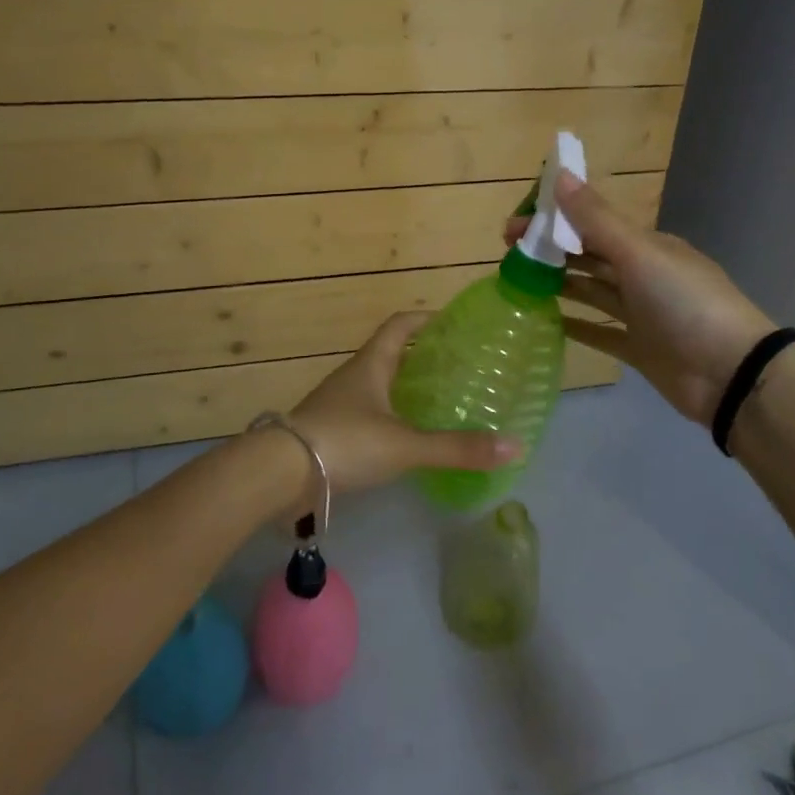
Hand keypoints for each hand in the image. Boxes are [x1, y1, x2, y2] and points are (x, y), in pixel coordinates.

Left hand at [261, 312, 519, 517]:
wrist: (278, 475)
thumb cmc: (345, 442)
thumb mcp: (406, 445)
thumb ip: (457, 448)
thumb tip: (516, 446)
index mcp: (371, 364)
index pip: (401, 325)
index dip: (426, 318)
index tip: (454, 322)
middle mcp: (354, 376)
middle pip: (392, 354)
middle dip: (423, 356)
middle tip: (459, 366)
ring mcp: (339, 404)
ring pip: (380, 385)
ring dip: (406, 387)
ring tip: (441, 401)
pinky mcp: (331, 432)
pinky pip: (369, 413)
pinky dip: (392, 417)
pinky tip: (409, 438)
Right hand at [506, 172, 775, 425]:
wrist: (731, 373)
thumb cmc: (684, 303)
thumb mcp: (639, 254)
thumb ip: (597, 219)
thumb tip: (561, 176)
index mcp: (646, 245)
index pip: (592, 222)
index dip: (554, 218)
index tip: (516, 222)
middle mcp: (643, 274)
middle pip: (588, 255)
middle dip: (550, 249)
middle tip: (507, 250)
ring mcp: (641, 313)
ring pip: (591, 291)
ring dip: (559, 282)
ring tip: (518, 281)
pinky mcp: (638, 348)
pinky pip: (599, 332)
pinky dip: (575, 324)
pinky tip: (546, 321)